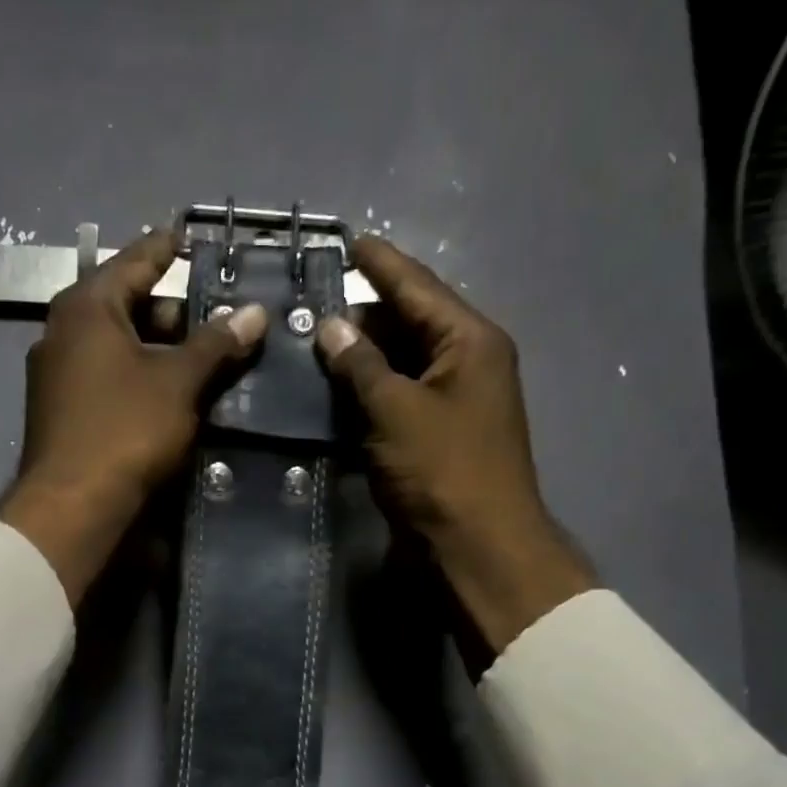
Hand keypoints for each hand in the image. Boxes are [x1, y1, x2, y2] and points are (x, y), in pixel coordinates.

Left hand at [0, 230, 266, 603]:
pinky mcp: (60, 413)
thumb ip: (216, 345)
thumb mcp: (178, 383)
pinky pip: (106, 379)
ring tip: (200, 361)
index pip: (134, 261)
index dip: (166, 248)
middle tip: (214, 319)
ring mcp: (56, 375)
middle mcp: (62, 332)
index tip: (189, 236)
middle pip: (125, 306)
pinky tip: (167, 397)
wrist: (71, 506)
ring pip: (116, 348)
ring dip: (157, 351)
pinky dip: (137, 378)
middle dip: (171, 312)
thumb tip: (256, 312)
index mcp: (86, 307)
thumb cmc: (125, 430)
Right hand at [315, 237, 594, 656]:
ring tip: (309, 345)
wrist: (477, 548)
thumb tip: (331, 326)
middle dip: (361, 316)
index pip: (418, 287)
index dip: (380, 263)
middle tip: (309, 304)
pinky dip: (366, 397)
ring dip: (359, 360)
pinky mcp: (435, 439)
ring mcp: (452, 404)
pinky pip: (396, 402)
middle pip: (408, 324)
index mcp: (470, 341)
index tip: (345, 238)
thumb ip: (361, 365)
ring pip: (399, 366)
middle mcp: (466, 364)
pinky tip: (330, 394)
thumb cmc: (443, 472)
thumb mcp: (396, 411)